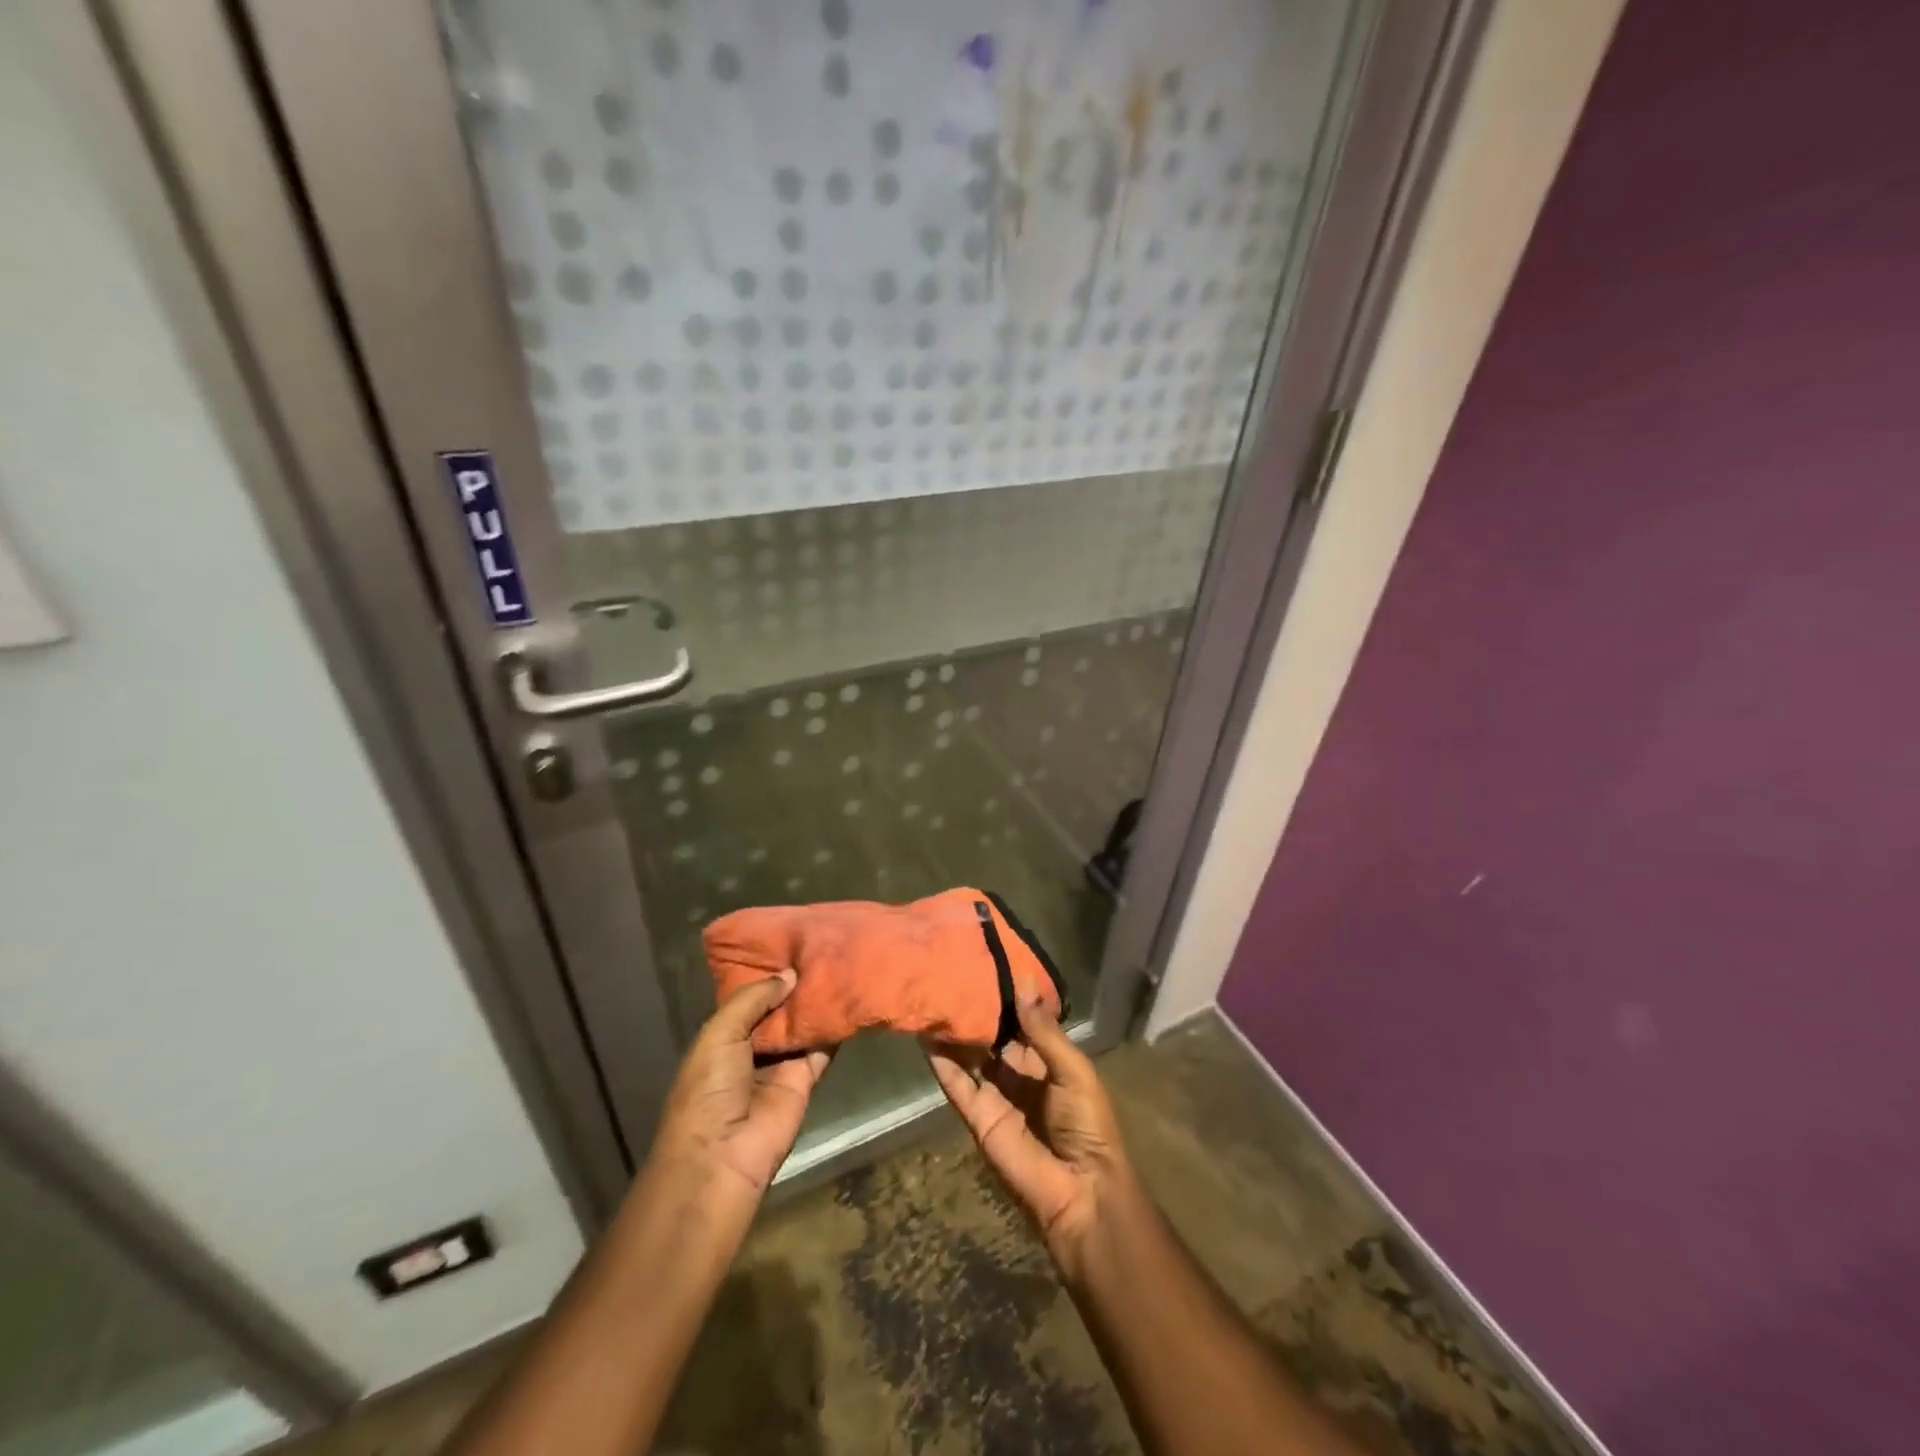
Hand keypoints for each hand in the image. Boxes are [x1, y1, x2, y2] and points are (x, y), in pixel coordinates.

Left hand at [650, 970, 831, 1201]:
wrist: (722, 1155)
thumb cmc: (708, 1089)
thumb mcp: (720, 1033)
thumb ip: (754, 998)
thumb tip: (790, 974)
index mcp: (723, 1036)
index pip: (749, 997)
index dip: (767, 975)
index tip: (790, 943)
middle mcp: (752, 1046)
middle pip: (779, 1009)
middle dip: (794, 985)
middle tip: (821, 947)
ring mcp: (780, 1063)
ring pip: (802, 1026)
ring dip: (816, 1002)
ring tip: (839, 963)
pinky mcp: (806, 1079)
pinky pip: (822, 1048)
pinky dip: (834, 1028)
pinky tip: (849, 997)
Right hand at [924, 997, 1131, 1263]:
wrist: (1080, 1191)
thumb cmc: (1087, 1124)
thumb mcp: (1072, 1070)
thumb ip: (1042, 1030)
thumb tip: (1022, 980)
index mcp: (1046, 1061)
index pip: (1020, 1022)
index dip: (1004, 998)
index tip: (985, 965)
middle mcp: (1017, 1074)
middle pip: (991, 1037)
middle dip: (975, 1011)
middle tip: (951, 975)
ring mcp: (994, 1096)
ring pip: (969, 1057)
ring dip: (954, 1033)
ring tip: (932, 997)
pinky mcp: (977, 1117)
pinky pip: (956, 1085)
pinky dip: (941, 1063)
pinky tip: (925, 1037)